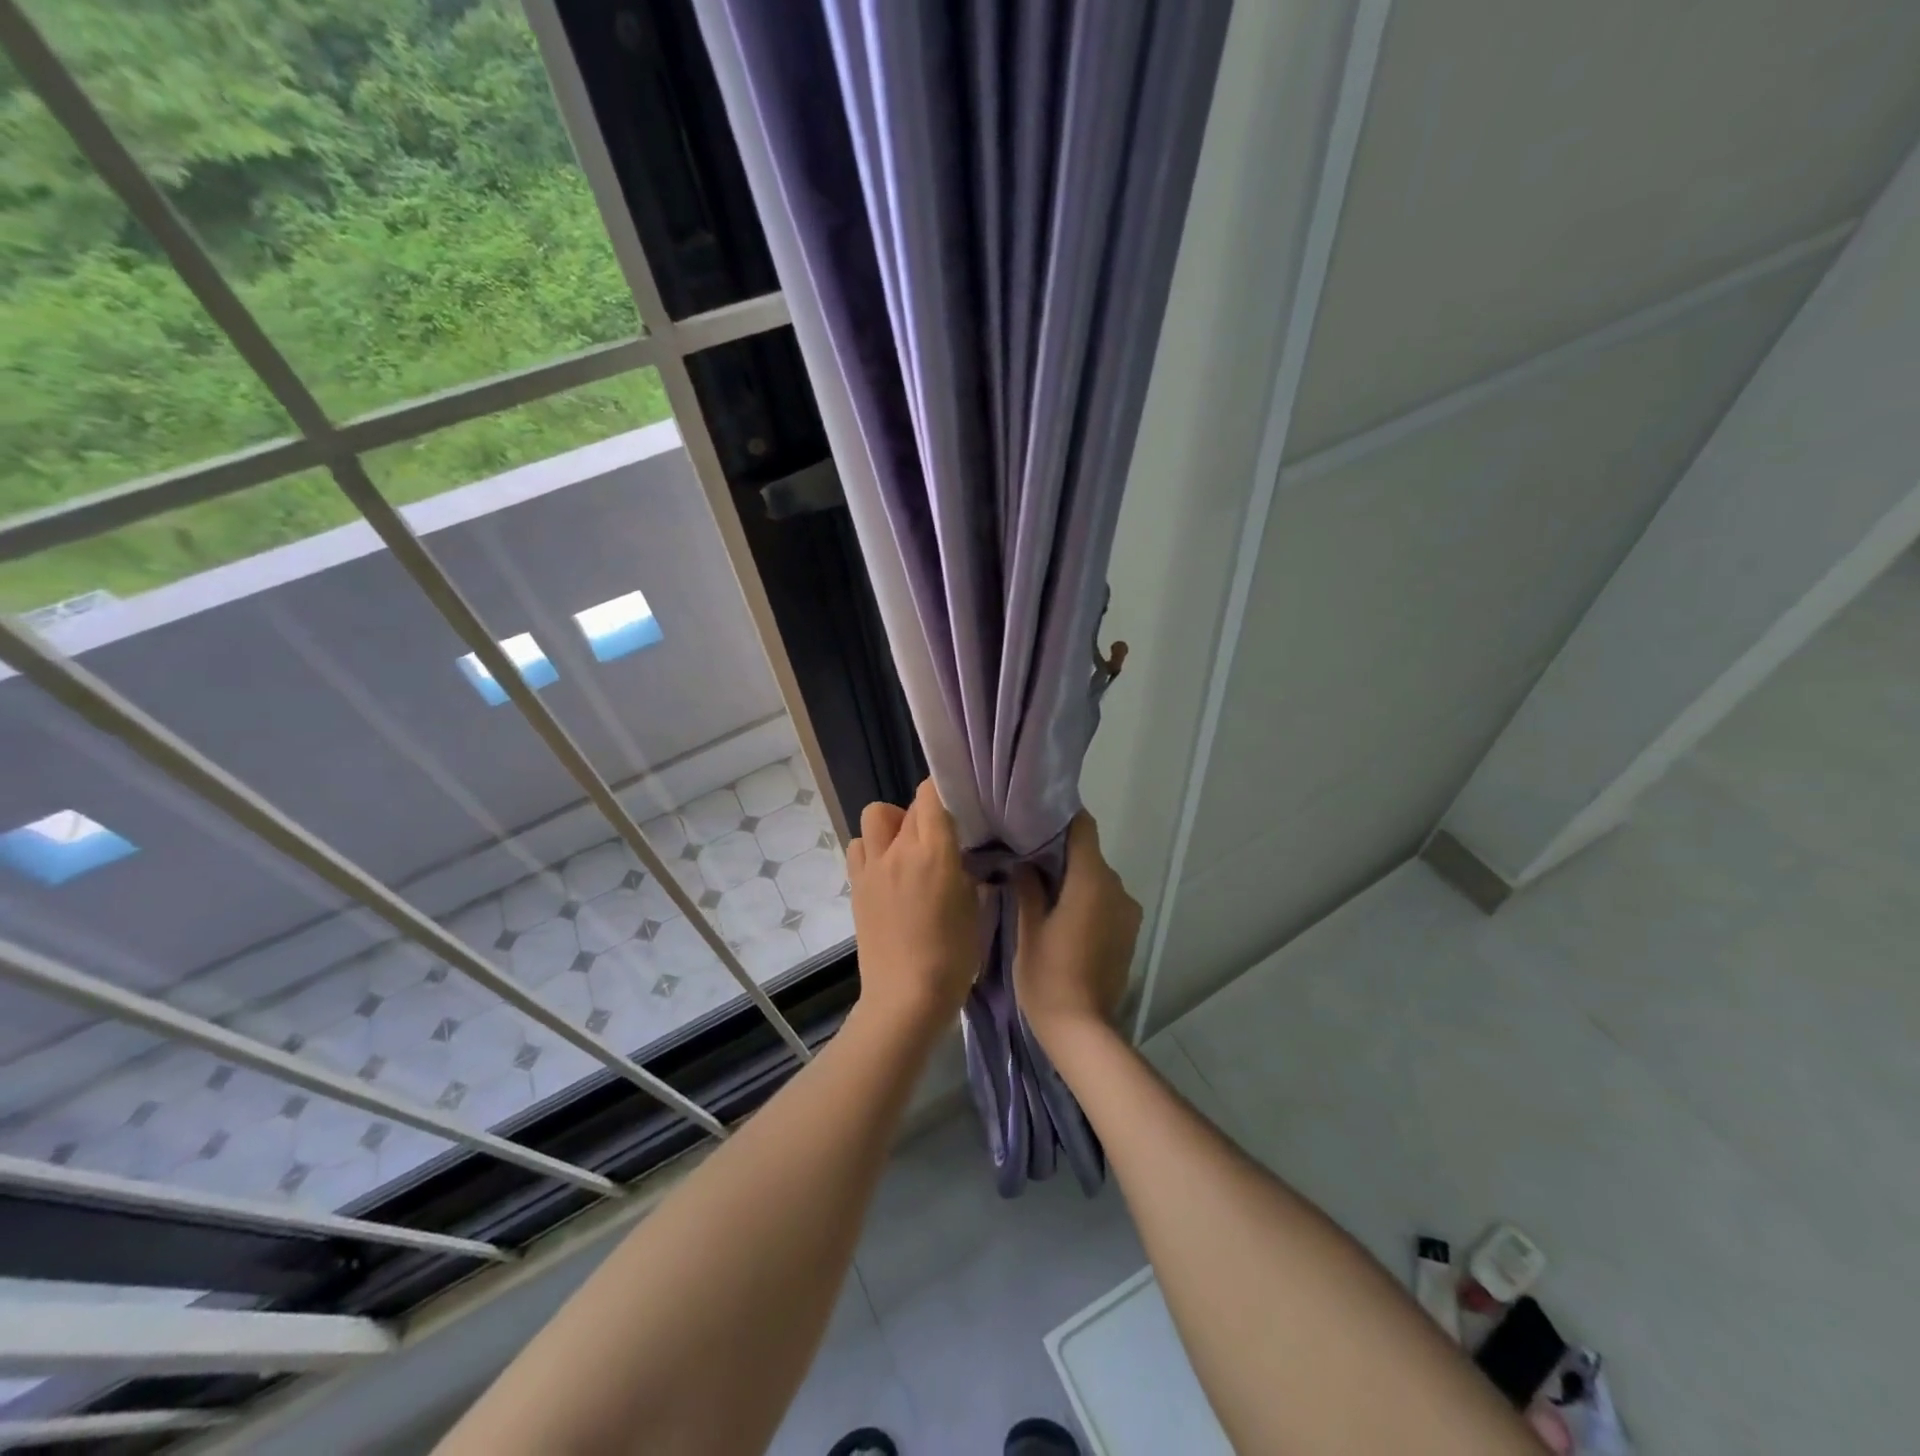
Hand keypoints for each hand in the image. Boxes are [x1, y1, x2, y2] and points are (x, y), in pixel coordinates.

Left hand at [847, 780, 979, 1036]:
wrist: (905, 996)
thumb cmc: (952, 956)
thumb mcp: (974, 908)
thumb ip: (965, 871)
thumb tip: (959, 856)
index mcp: (934, 852)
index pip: (931, 794)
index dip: (942, 792)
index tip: (956, 807)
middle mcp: (898, 850)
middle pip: (907, 806)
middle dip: (924, 815)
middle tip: (939, 840)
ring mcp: (872, 867)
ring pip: (874, 817)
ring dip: (891, 825)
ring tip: (906, 851)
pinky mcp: (856, 886)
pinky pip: (859, 847)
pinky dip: (872, 849)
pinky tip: (887, 872)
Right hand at [1012, 812, 1141, 1046]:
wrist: (1081, 1030)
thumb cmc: (1048, 976)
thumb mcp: (1028, 929)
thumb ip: (1028, 887)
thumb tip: (1022, 861)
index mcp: (1092, 881)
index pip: (1083, 828)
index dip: (1060, 818)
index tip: (1034, 818)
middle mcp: (1117, 889)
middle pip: (1089, 854)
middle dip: (1060, 853)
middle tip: (1025, 857)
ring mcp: (1127, 912)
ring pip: (1097, 880)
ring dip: (1073, 880)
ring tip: (1041, 891)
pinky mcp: (1129, 933)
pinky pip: (1106, 902)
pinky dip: (1086, 900)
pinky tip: (1062, 917)